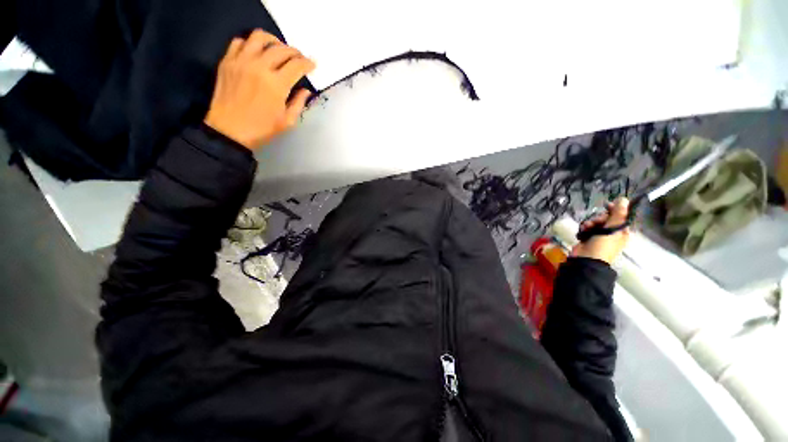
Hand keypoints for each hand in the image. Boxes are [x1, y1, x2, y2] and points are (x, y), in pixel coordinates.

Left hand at [204, 30, 315, 148]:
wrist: (229, 131)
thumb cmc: (261, 129)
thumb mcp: (287, 121)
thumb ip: (299, 103)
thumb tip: (306, 91)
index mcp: (277, 85)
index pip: (297, 65)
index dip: (307, 63)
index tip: (312, 65)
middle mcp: (260, 67)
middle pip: (281, 49)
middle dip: (295, 52)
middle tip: (299, 58)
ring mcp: (241, 61)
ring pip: (259, 37)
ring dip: (273, 40)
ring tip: (278, 48)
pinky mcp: (227, 61)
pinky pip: (239, 41)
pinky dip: (250, 43)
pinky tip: (256, 52)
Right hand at [572, 197, 630, 263]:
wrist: (587, 259)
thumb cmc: (603, 245)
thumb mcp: (612, 229)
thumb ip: (618, 214)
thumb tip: (624, 199)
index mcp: (622, 231)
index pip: (620, 216)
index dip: (614, 210)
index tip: (607, 205)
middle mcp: (612, 232)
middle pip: (606, 218)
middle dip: (599, 218)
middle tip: (596, 221)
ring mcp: (599, 235)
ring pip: (595, 222)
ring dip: (590, 222)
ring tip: (587, 227)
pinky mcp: (588, 237)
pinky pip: (587, 227)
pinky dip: (584, 227)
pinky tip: (582, 230)